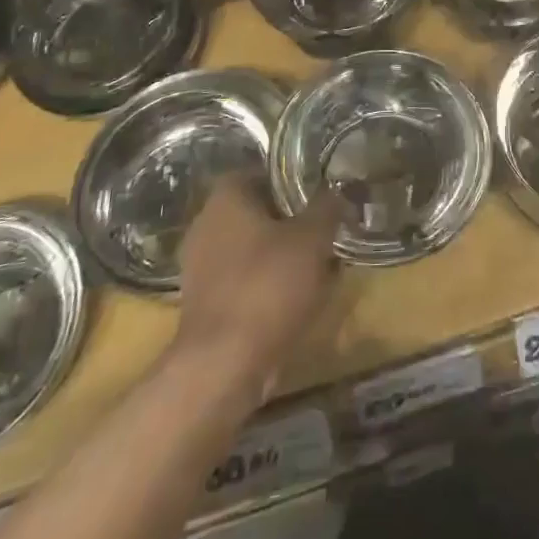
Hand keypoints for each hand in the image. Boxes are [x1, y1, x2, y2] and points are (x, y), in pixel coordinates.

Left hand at [173, 175, 340, 391]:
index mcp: (225, 199)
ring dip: (282, 255)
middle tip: (325, 228)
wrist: (223, 367)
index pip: (259, 171)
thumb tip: (338, 189)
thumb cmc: (267, 286)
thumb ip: (327, 207)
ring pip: (252, 248)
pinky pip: (245, 281)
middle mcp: (205, 225)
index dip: (290, 179)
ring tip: (319, 266)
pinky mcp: (205, 305)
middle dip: (290, 220)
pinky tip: (299, 299)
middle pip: (256, 211)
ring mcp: (200, 268)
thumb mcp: (312, 238)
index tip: (319, 192)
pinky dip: (269, 285)